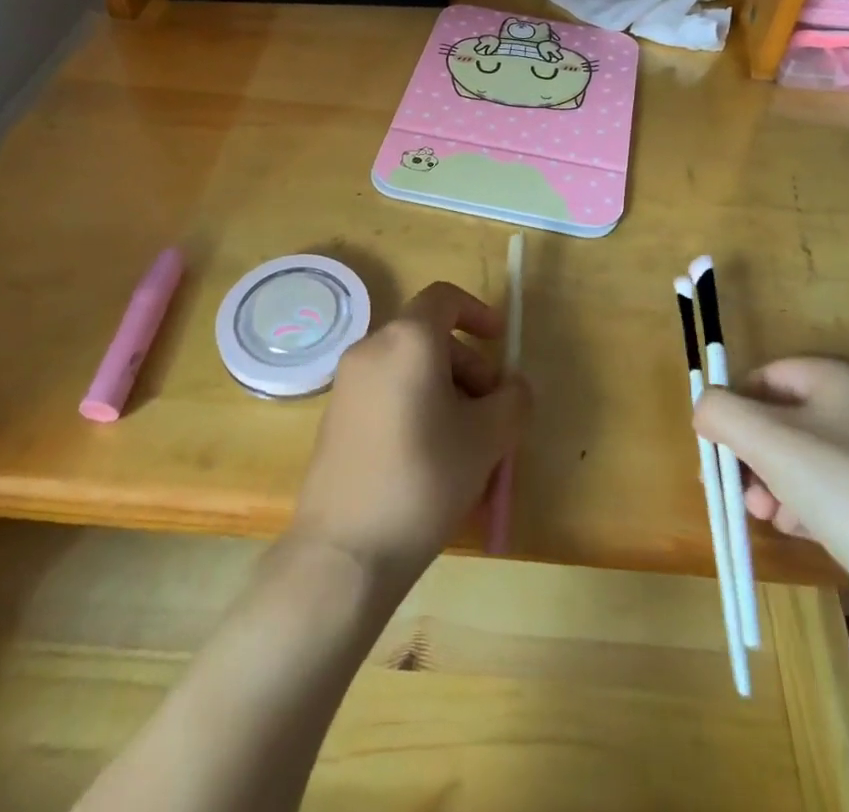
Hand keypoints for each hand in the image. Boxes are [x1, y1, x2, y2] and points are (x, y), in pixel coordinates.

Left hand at [290, 282, 531, 591]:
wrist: (344, 551)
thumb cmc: (424, 478)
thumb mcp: (487, 438)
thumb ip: (512, 400)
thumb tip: (512, 388)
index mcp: (408, 340)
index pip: (444, 298)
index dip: (478, 312)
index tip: (500, 342)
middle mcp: (372, 349)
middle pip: (430, 338)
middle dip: (469, 367)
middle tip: (493, 414)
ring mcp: (348, 385)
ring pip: (410, 370)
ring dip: (446, 393)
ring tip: (469, 448)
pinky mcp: (336, 419)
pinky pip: (388, 395)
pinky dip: (417, 409)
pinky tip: (434, 462)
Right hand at [694, 358, 848, 636]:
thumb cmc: (838, 487)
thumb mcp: (765, 439)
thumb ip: (720, 411)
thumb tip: (704, 410)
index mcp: (837, 378)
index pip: (765, 377)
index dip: (734, 407)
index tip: (716, 446)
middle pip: (779, 419)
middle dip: (749, 453)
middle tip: (732, 486)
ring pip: (797, 457)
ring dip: (768, 482)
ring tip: (762, 513)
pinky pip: (823, 489)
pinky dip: (798, 503)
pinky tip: (791, 527)